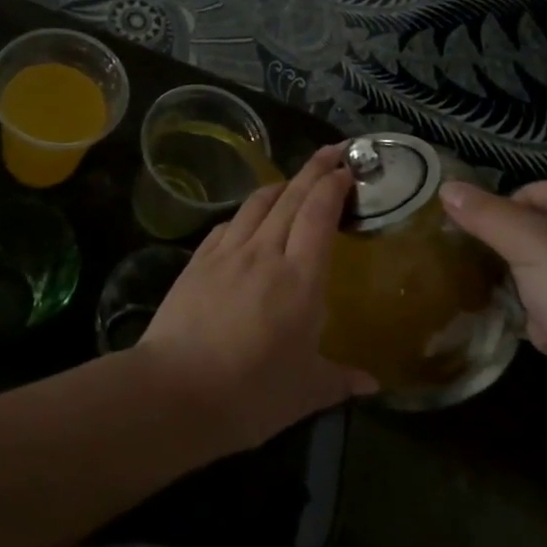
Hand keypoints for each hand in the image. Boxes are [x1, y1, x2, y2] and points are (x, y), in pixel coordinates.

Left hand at [139, 146, 376, 452]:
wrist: (174, 392)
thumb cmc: (251, 394)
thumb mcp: (306, 392)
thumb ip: (340, 380)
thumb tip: (371, 384)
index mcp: (300, 278)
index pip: (320, 214)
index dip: (335, 185)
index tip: (348, 170)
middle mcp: (265, 252)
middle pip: (292, 196)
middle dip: (315, 169)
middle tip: (333, 151)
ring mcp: (227, 252)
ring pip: (258, 202)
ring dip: (281, 185)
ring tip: (294, 181)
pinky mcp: (198, 260)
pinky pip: (229, 223)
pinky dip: (248, 212)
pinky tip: (250, 219)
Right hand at [439, 180, 546, 413]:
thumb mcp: (527, 243)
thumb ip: (484, 214)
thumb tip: (446, 186)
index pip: (534, 191)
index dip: (503, 211)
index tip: (482, 236)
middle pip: (537, 235)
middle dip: (517, 261)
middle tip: (510, 276)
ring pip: (541, 275)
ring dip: (530, 297)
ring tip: (539, 314)